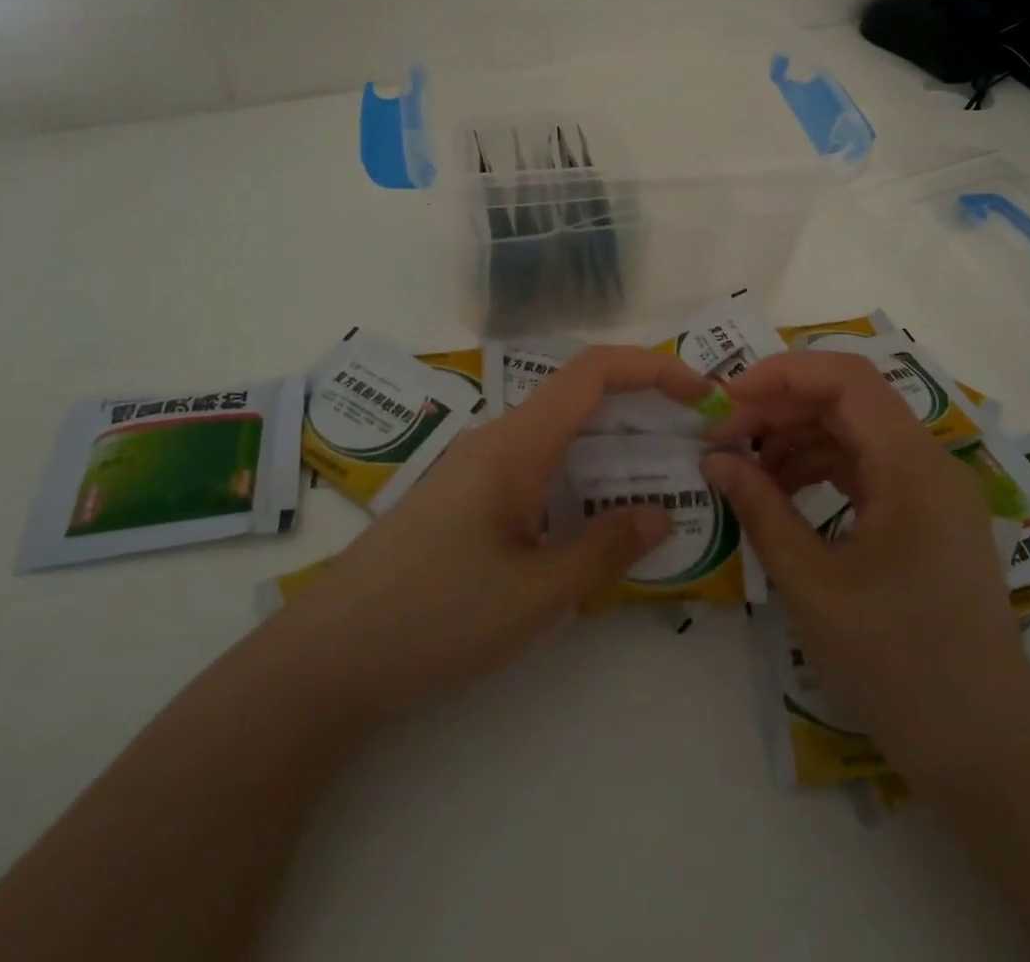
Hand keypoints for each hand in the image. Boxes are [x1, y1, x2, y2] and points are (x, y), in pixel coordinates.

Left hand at [281, 345, 711, 727]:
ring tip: (661, 479)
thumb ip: (604, 549)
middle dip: (644, 406)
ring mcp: (479, 468)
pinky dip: (582, 474)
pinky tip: (597, 518)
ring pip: (560, 433)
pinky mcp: (468, 498)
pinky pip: (539, 465)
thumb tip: (662, 514)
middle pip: (581, 395)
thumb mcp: (534, 593)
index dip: (654, 368)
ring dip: (614, 444)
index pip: (593, 372)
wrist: (326, 660)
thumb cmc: (433, 618)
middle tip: (696, 440)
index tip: (703, 395)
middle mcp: (498, 440)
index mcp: (516, 443)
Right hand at [702, 351, 1029, 785]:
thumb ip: (761, 510)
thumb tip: (714, 458)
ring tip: (744, 469)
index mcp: (913, 466)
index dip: (780, 375)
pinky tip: (782, 494)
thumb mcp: (812, 586)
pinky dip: (820, 468)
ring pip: (855, 431)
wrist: (988, 755)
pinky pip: (867, 468)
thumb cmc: (898, 668)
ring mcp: (933, 490)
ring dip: (796, 437)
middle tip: (722, 437)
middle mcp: (929, 463)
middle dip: (780, 407)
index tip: (724, 401)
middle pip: (848, 400)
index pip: (845, 379)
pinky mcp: (927, 518)